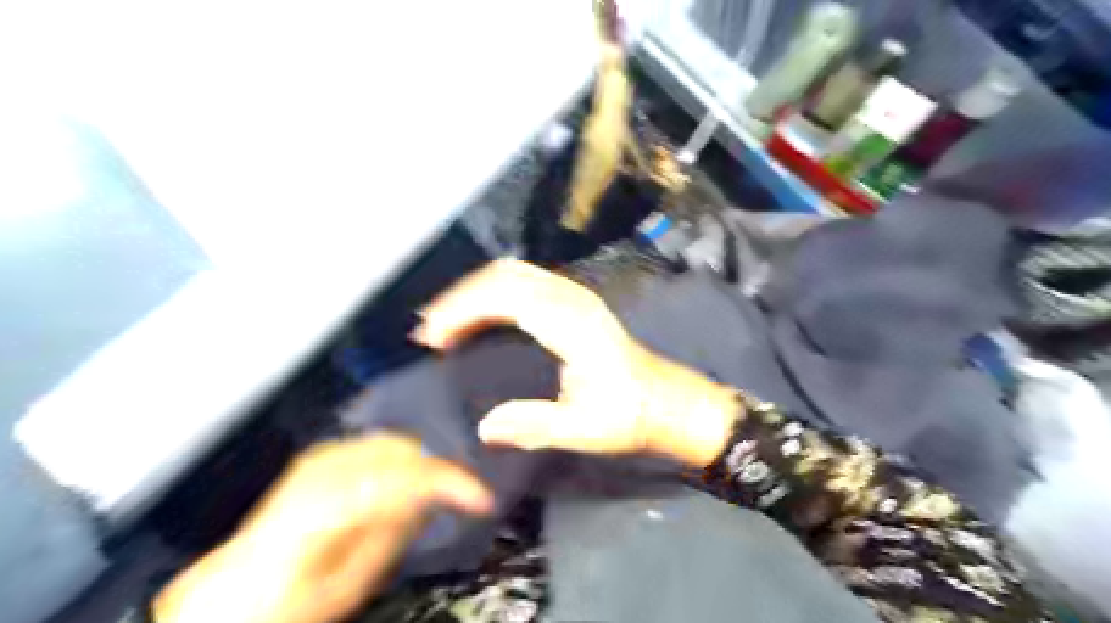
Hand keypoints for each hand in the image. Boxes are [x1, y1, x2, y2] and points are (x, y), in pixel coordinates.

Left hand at [154, 434, 492, 621]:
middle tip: (460, 497)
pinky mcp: (324, 454)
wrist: (233, 591)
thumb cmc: (288, 601)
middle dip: (437, 470)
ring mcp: (321, 456)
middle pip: (403, 451)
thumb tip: (431, 498)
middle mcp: (322, 470)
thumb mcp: (348, 585)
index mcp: (325, 508)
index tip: (481, 497)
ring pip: (395, 442)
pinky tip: (405, 483)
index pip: (404, 478)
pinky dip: (402, 459)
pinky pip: (379, 445)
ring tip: (436, 494)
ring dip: (422, 464)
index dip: (451, 482)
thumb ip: (393, 535)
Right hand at [408, 259, 736, 466]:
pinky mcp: (574, 302)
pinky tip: (478, 315)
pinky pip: (524, 281)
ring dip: (474, 291)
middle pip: (504, 276)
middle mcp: (572, 299)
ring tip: (445, 322)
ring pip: (513, 273)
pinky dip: (493, 292)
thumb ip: (533, 425)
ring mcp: (575, 296)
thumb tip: (484, 427)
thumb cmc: (630, 415)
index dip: (463, 310)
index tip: (433, 339)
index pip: (507, 297)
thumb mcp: (584, 430)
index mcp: (573, 325)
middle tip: (429, 332)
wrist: (666, 400)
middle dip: (460, 298)